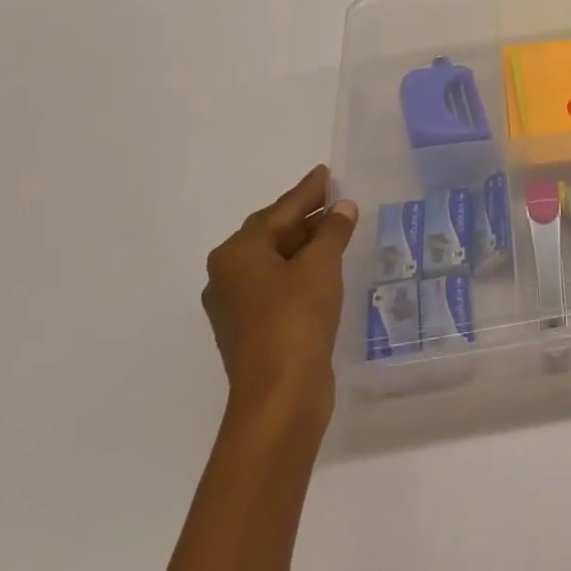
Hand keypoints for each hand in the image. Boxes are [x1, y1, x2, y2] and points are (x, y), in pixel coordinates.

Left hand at [202, 165, 357, 423]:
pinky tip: (326, 268)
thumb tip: (342, 207)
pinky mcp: (252, 330)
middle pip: (272, 233)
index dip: (307, 191)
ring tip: (338, 229)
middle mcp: (228, 275)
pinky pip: (278, 285)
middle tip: (336, 198)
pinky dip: (301, 271)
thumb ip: (332, 231)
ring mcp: (237, 306)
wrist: (279, 397)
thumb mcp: (320, 266)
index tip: (326, 172)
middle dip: (305, 216)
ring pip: (275, 261)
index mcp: (237, 253)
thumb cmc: (296, 319)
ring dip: (305, 244)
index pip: (280, 210)